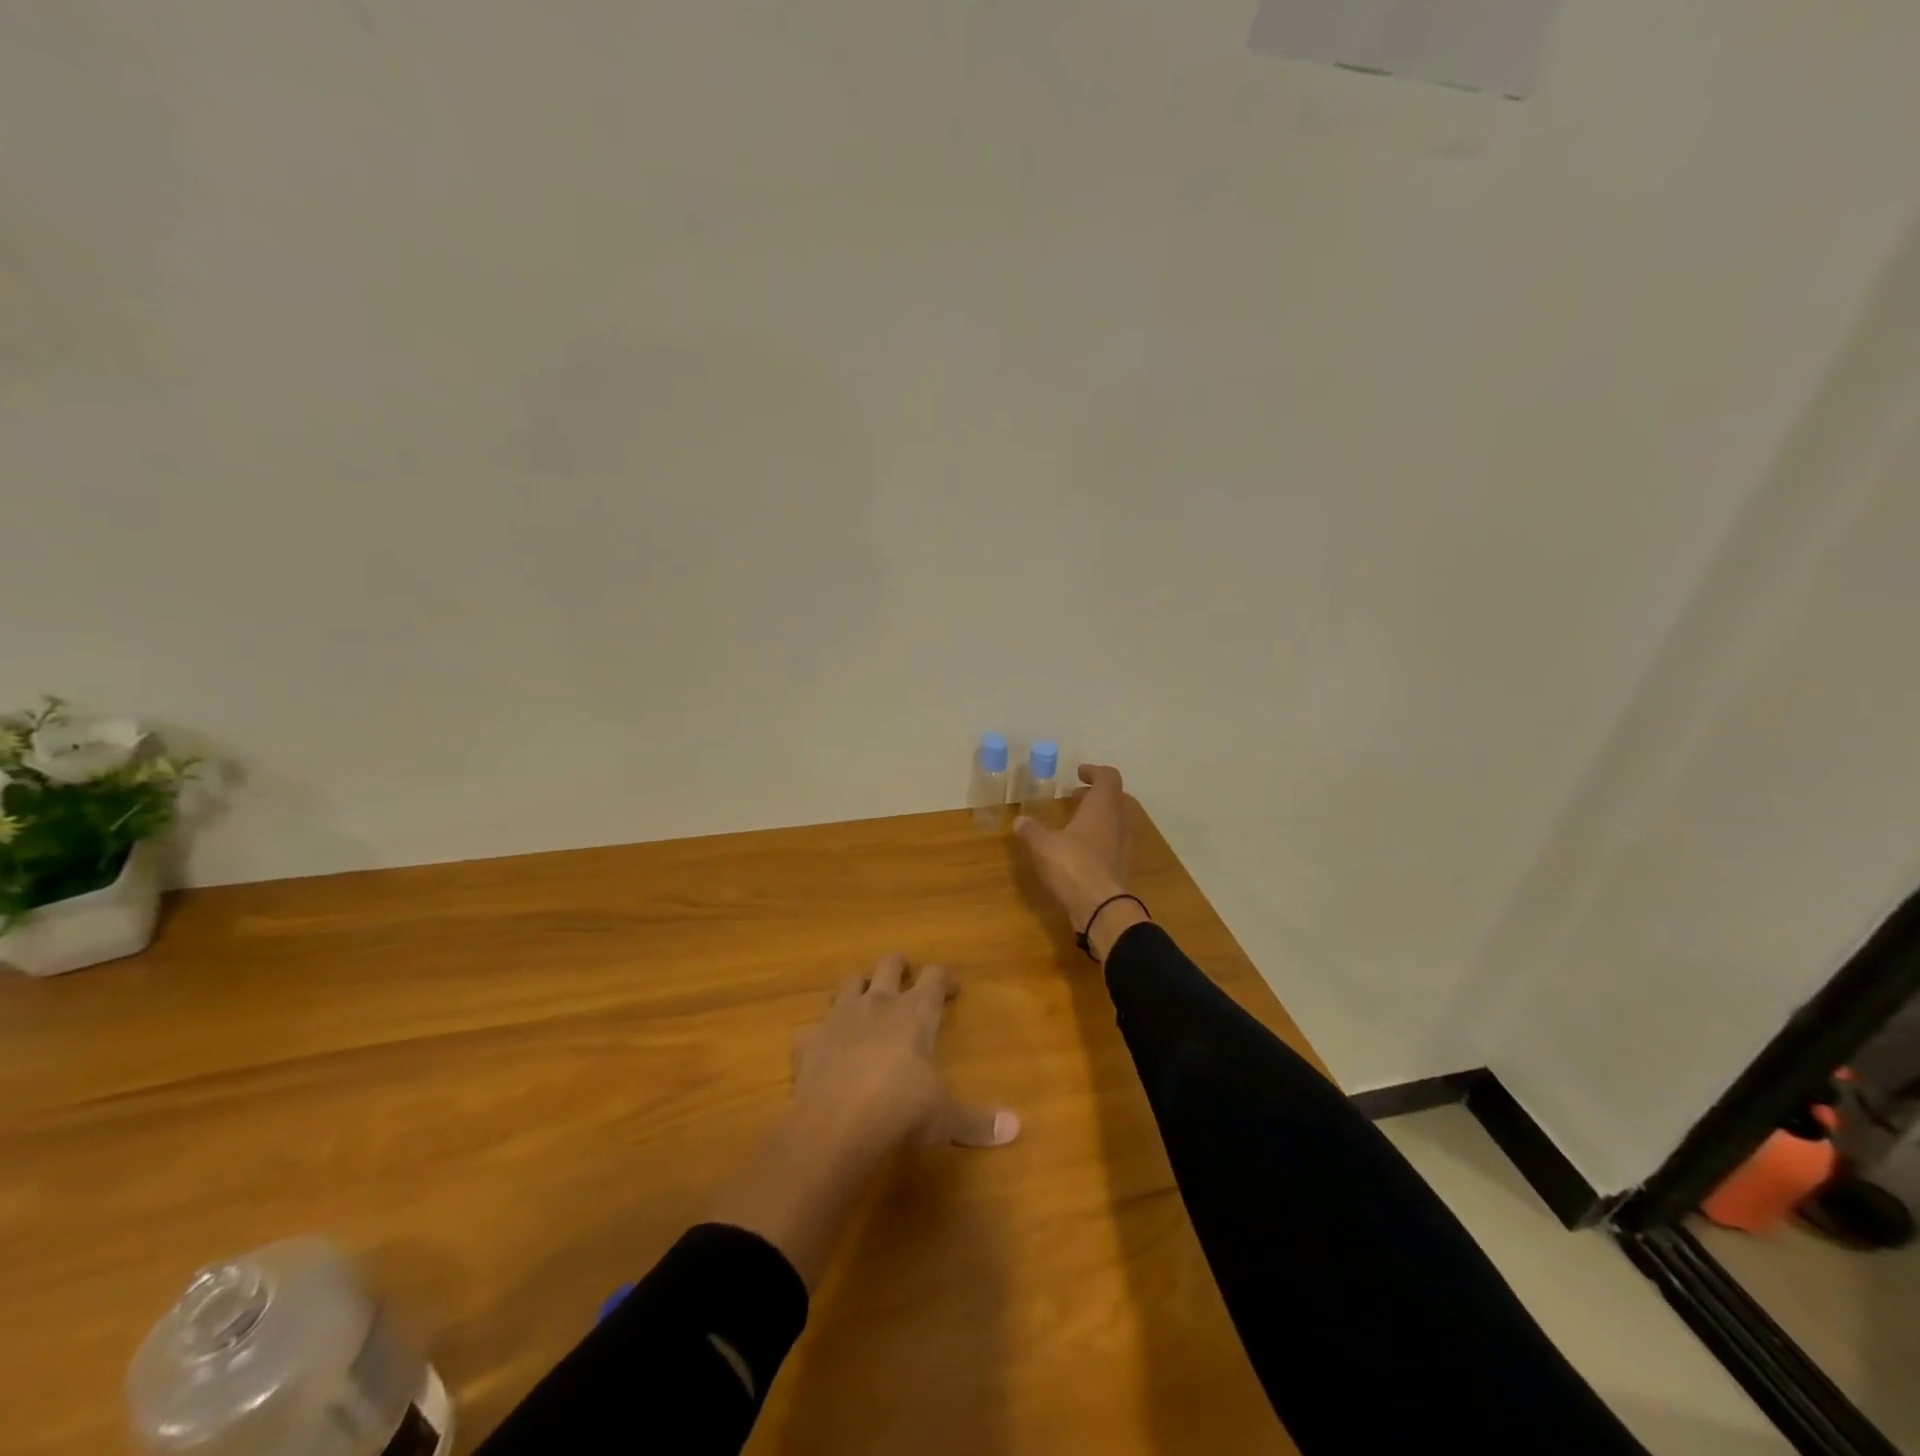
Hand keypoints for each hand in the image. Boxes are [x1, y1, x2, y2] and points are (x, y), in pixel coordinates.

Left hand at [789, 953, 1019, 1161]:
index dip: (945, 978)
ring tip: (867, 1003)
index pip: (934, 976)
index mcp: (915, 1012)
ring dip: (860, 988)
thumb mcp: (945, 1118)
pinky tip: (826, 1049)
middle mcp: (878, 1003)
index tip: (953, 990)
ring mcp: (839, 1017)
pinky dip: (822, 1033)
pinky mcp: (809, 1039)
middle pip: (889, 963)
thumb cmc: (900, 1111)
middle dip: (900, 967)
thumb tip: (1015, 1128)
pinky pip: (814, 1026)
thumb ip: (977, 1121)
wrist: (835, 1125)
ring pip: (849, 982)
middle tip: (908, 981)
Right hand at [1014, 764, 1149, 960]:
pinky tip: (1078, 849)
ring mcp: (1122, 845)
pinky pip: (1112, 841)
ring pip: (1115, 820)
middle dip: (1095, 795)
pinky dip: (1098, 837)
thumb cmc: (1073, 866)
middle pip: (1114, 798)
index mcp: (1103, 807)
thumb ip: (1031, 830)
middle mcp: (1118, 821)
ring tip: (1074, 823)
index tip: (1078, 774)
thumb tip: (1019, 820)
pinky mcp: (1120, 865)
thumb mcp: (1043, 845)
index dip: (1094, 771)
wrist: (1101, 908)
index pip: (1108, 777)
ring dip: (1097, 817)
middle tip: (1075, 798)